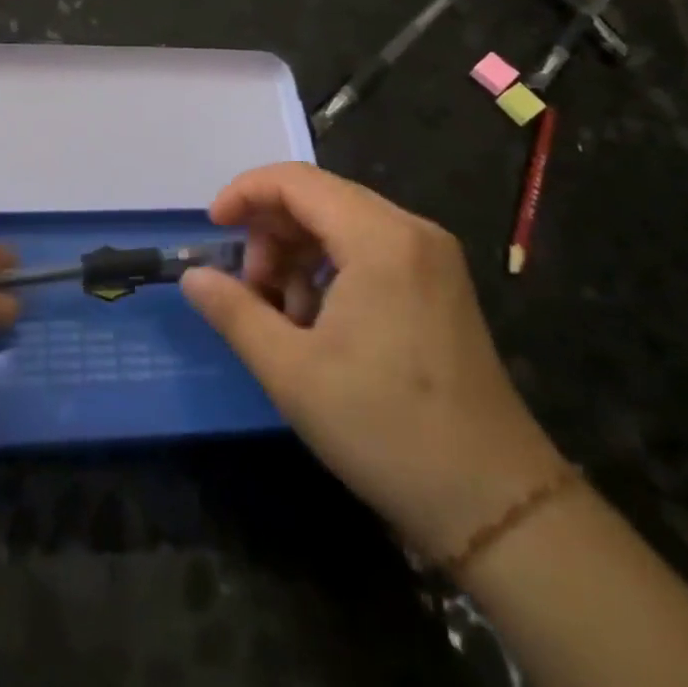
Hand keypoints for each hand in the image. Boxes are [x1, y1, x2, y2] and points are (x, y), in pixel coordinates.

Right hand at [181, 164, 565, 562]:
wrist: (496, 505)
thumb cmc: (385, 429)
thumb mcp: (291, 371)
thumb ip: (234, 311)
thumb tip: (191, 276)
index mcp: (380, 238)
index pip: (296, 181)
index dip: (245, 193)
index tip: (213, 228)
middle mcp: (411, 230)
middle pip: (320, 198)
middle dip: (272, 234)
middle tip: (251, 291)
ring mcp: (432, 256)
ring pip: (343, 224)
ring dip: (299, 255)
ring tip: (285, 317)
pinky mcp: (440, 283)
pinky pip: (370, 249)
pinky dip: (332, 270)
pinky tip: (321, 324)